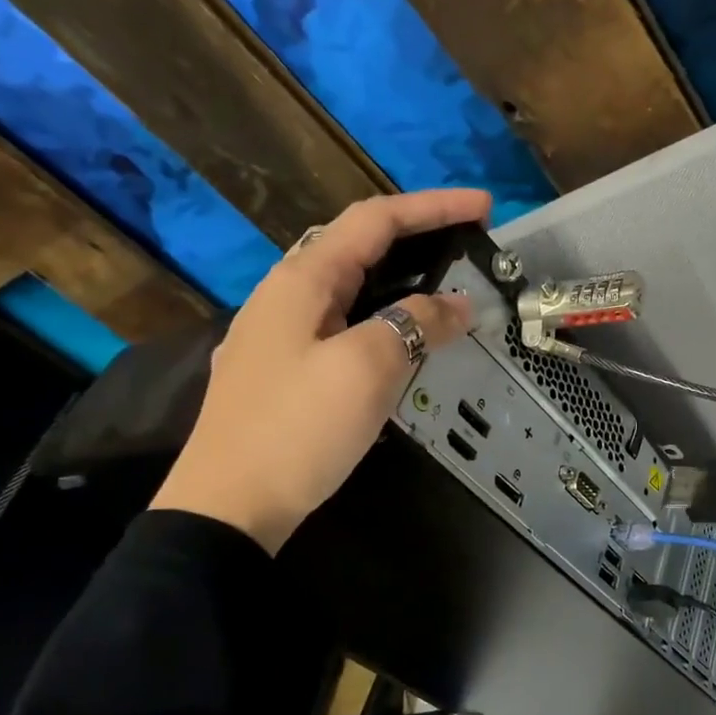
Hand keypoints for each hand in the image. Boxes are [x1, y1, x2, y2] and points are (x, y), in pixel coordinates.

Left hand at [150, 190, 489, 552]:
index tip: (485, 208)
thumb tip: (457, 304)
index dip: (434, 206)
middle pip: (359, 245)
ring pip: (350, 286)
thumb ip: (416, 323)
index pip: (376, 220)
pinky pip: (342, 322)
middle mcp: (286, 294)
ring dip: (401, 278)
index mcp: (302, 279)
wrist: (230, 507)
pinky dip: (382, 315)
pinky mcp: (283, 369)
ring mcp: (280, 333)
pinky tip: (401, 336)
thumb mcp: (368, 366)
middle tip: (470, 244)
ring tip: (446, 285)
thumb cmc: (299, 427)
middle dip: (418, 236)